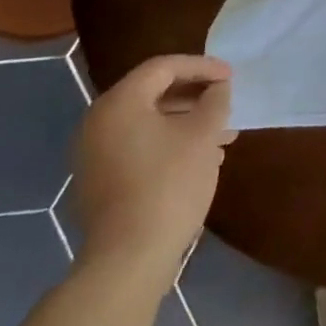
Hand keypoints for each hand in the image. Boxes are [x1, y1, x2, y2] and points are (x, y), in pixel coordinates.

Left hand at [71, 55, 234, 276]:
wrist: (128, 259)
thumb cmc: (169, 184)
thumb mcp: (203, 135)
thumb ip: (214, 101)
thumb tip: (217, 88)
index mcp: (119, 103)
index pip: (163, 67)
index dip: (202, 67)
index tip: (231, 77)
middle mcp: (98, 122)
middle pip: (152, 93)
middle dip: (195, 97)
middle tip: (226, 103)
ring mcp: (94, 155)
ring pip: (147, 123)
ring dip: (185, 123)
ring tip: (222, 137)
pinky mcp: (98, 182)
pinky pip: (137, 147)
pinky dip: (167, 144)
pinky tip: (198, 161)